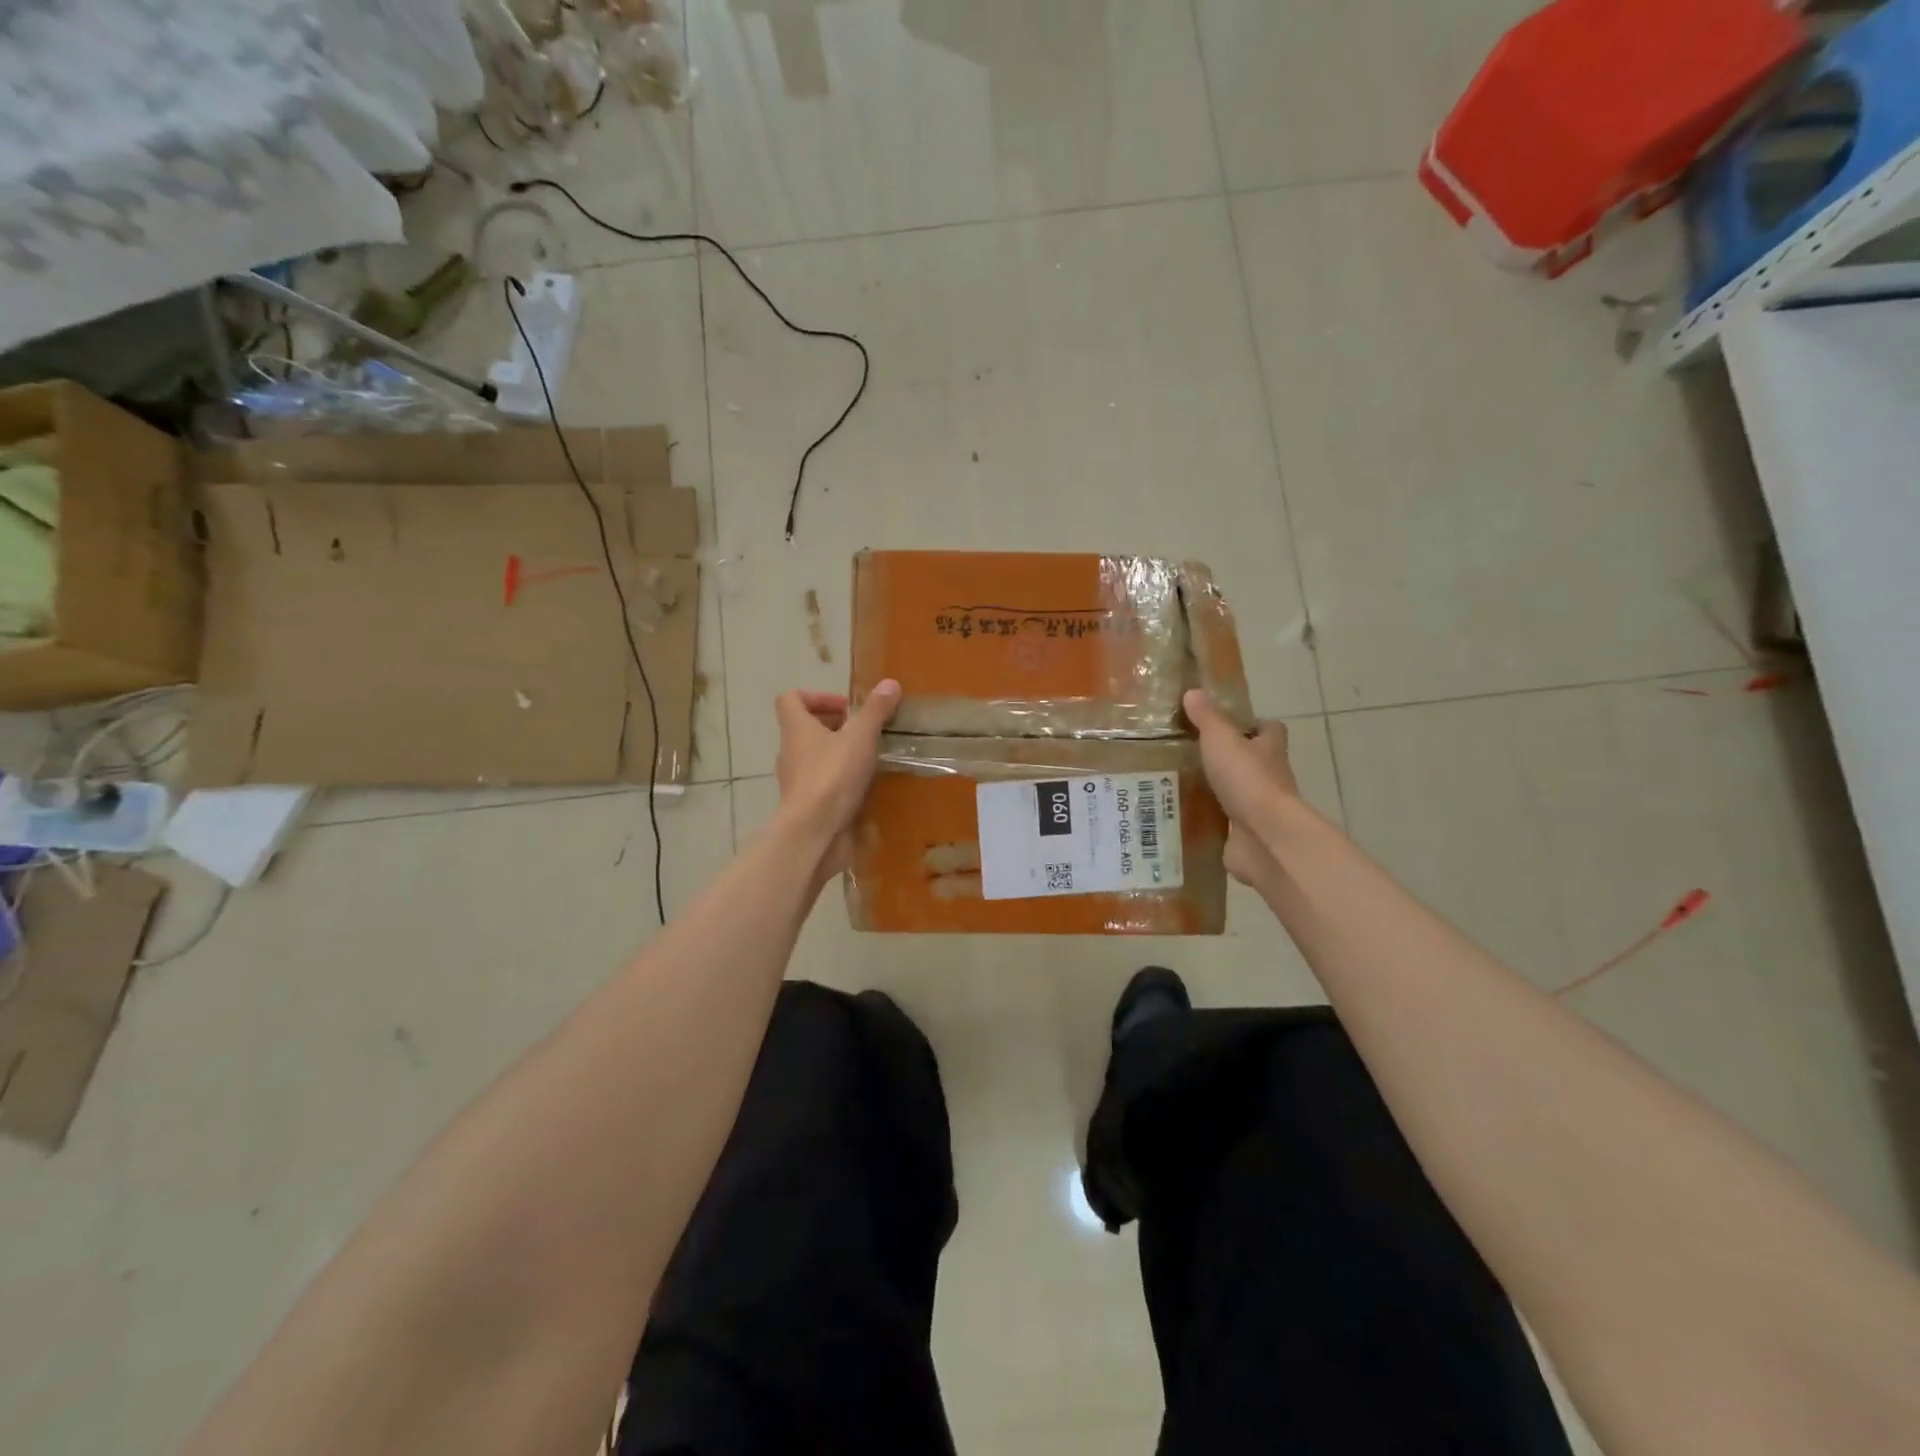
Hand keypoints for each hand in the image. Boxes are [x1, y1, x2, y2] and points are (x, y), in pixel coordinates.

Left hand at [774, 680, 901, 876]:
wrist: (815, 832)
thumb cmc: (832, 776)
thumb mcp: (860, 737)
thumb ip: (875, 711)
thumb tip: (890, 683)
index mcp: (796, 729)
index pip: (791, 699)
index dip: (816, 696)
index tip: (846, 707)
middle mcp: (790, 752)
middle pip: (805, 729)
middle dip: (835, 727)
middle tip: (865, 732)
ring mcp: (796, 781)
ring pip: (815, 758)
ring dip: (839, 755)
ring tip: (870, 758)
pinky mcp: (807, 806)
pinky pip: (823, 785)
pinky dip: (841, 782)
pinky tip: (866, 787)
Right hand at [1183, 688, 1297, 889]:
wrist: (1265, 837)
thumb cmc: (1248, 780)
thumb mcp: (1221, 740)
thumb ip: (1207, 718)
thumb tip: (1193, 692)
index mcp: (1269, 750)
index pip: (1270, 730)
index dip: (1254, 725)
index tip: (1229, 724)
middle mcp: (1270, 777)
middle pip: (1254, 762)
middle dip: (1230, 759)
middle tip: (1194, 754)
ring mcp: (1259, 809)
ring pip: (1238, 794)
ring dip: (1218, 791)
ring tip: (1180, 783)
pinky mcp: (1246, 836)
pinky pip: (1226, 825)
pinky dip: (1210, 821)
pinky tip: (1184, 816)